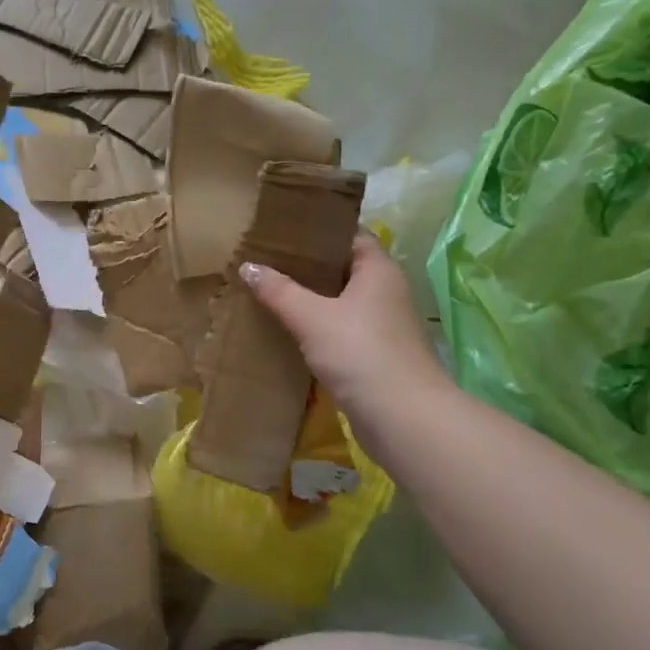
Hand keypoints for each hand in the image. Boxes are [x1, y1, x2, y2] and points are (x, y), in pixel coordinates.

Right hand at [241, 234, 445, 415]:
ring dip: (311, 300)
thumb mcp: (311, 317)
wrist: (401, 417)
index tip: (283, 233)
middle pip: (344, 269)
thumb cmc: (359, 353)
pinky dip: (318, 327)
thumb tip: (248, 266)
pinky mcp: (374, 355)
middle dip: (308, 267)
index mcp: (379, 271)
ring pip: (341, 302)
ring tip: (271, 293)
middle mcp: (386, 292)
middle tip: (267, 263)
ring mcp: (382, 326)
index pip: (350, 236)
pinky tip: (290, 331)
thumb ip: (279, 291)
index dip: (319, 232)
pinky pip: (341, 330)